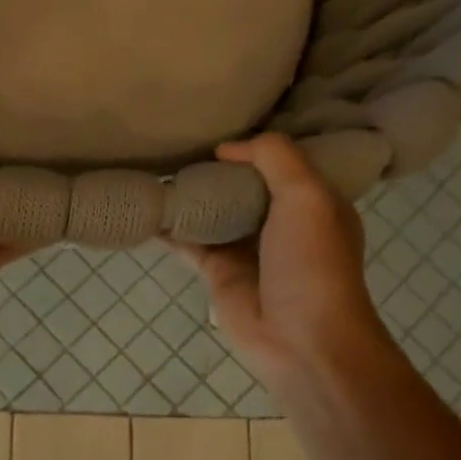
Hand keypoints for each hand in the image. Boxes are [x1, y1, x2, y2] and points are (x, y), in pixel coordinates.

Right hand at [165, 134, 398, 389]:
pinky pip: (189, 242)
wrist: (301, 339)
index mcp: (314, 201)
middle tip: (180, 140)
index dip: (256, 145)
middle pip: (244, 185)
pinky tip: (146, 209)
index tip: (224, 121)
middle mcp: (281, 221)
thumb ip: (273, 157)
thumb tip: (226, 149)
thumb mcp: (307, 194)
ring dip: (190, 194)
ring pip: (214, 211)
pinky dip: (169, 228)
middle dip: (217, 167)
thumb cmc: (312, 262)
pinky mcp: (219, 272)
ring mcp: (247, 248)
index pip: (283, 162)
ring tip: (156, 166)